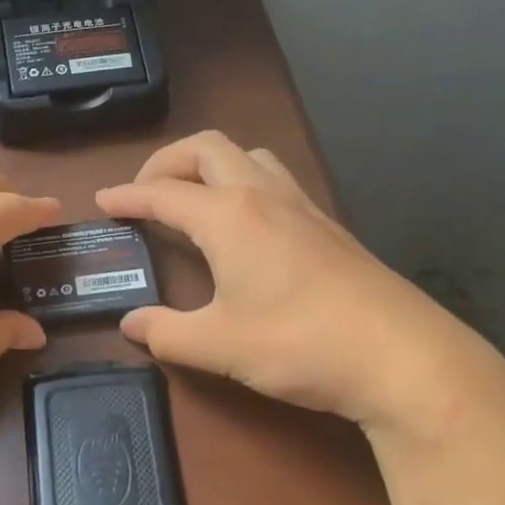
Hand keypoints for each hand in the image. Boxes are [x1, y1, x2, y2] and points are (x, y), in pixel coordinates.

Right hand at [96, 132, 504, 441]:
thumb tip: (131, 324)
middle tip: (144, 192)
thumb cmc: (301, 344)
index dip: (127, 195)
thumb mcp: (220, 345)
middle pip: (205, 148)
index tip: (102, 201)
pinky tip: (244, 224)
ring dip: (209, 164)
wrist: (402, 357)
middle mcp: (261, 195)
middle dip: (165, 162)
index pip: (162, 193)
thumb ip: (166, 333)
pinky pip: (273, 178)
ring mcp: (300, 205)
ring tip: (192, 198)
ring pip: (246, 155)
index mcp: (228, 216)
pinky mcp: (327, 224)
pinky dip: (242, 181)